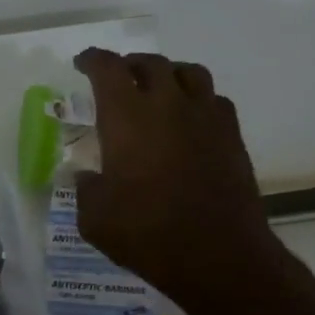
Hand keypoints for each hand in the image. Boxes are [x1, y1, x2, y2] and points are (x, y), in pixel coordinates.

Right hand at [71, 48, 289, 314]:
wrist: (217, 255)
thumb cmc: (145, 233)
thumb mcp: (94, 217)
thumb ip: (86, 188)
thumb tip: (87, 176)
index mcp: (126, 117)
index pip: (107, 69)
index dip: (92, 60)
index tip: (82, 64)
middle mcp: (168, 105)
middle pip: (150, 63)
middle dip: (129, 65)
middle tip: (117, 78)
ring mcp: (206, 118)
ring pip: (189, 72)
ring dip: (167, 74)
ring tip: (156, 90)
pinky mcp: (232, 136)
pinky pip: (214, 100)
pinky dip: (196, 100)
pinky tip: (188, 120)